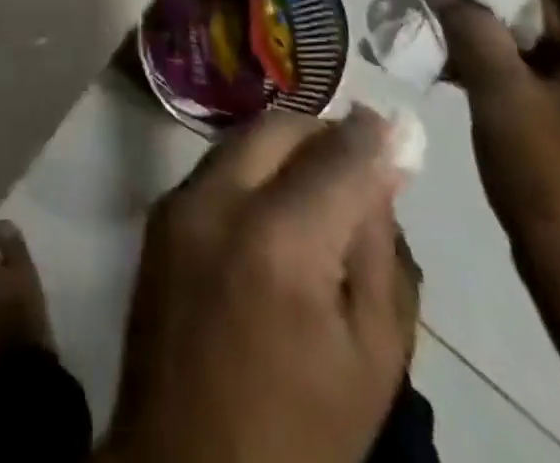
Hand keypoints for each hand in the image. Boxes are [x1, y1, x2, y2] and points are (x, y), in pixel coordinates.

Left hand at [102, 107, 410, 462]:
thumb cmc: (299, 437)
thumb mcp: (372, 357)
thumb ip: (379, 249)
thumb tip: (384, 165)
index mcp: (279, 242)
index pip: (338, 156)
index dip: (375, 137)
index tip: (399, 129)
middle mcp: (219, 201)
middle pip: (280, 128)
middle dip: (325, 134)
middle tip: (358, 163)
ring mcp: (180, 203)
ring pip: (244, 140)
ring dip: (287, 150)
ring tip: (320, 188)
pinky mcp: (159, 215)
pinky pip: (217, 167)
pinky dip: (253, 171)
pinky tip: (276, 212)